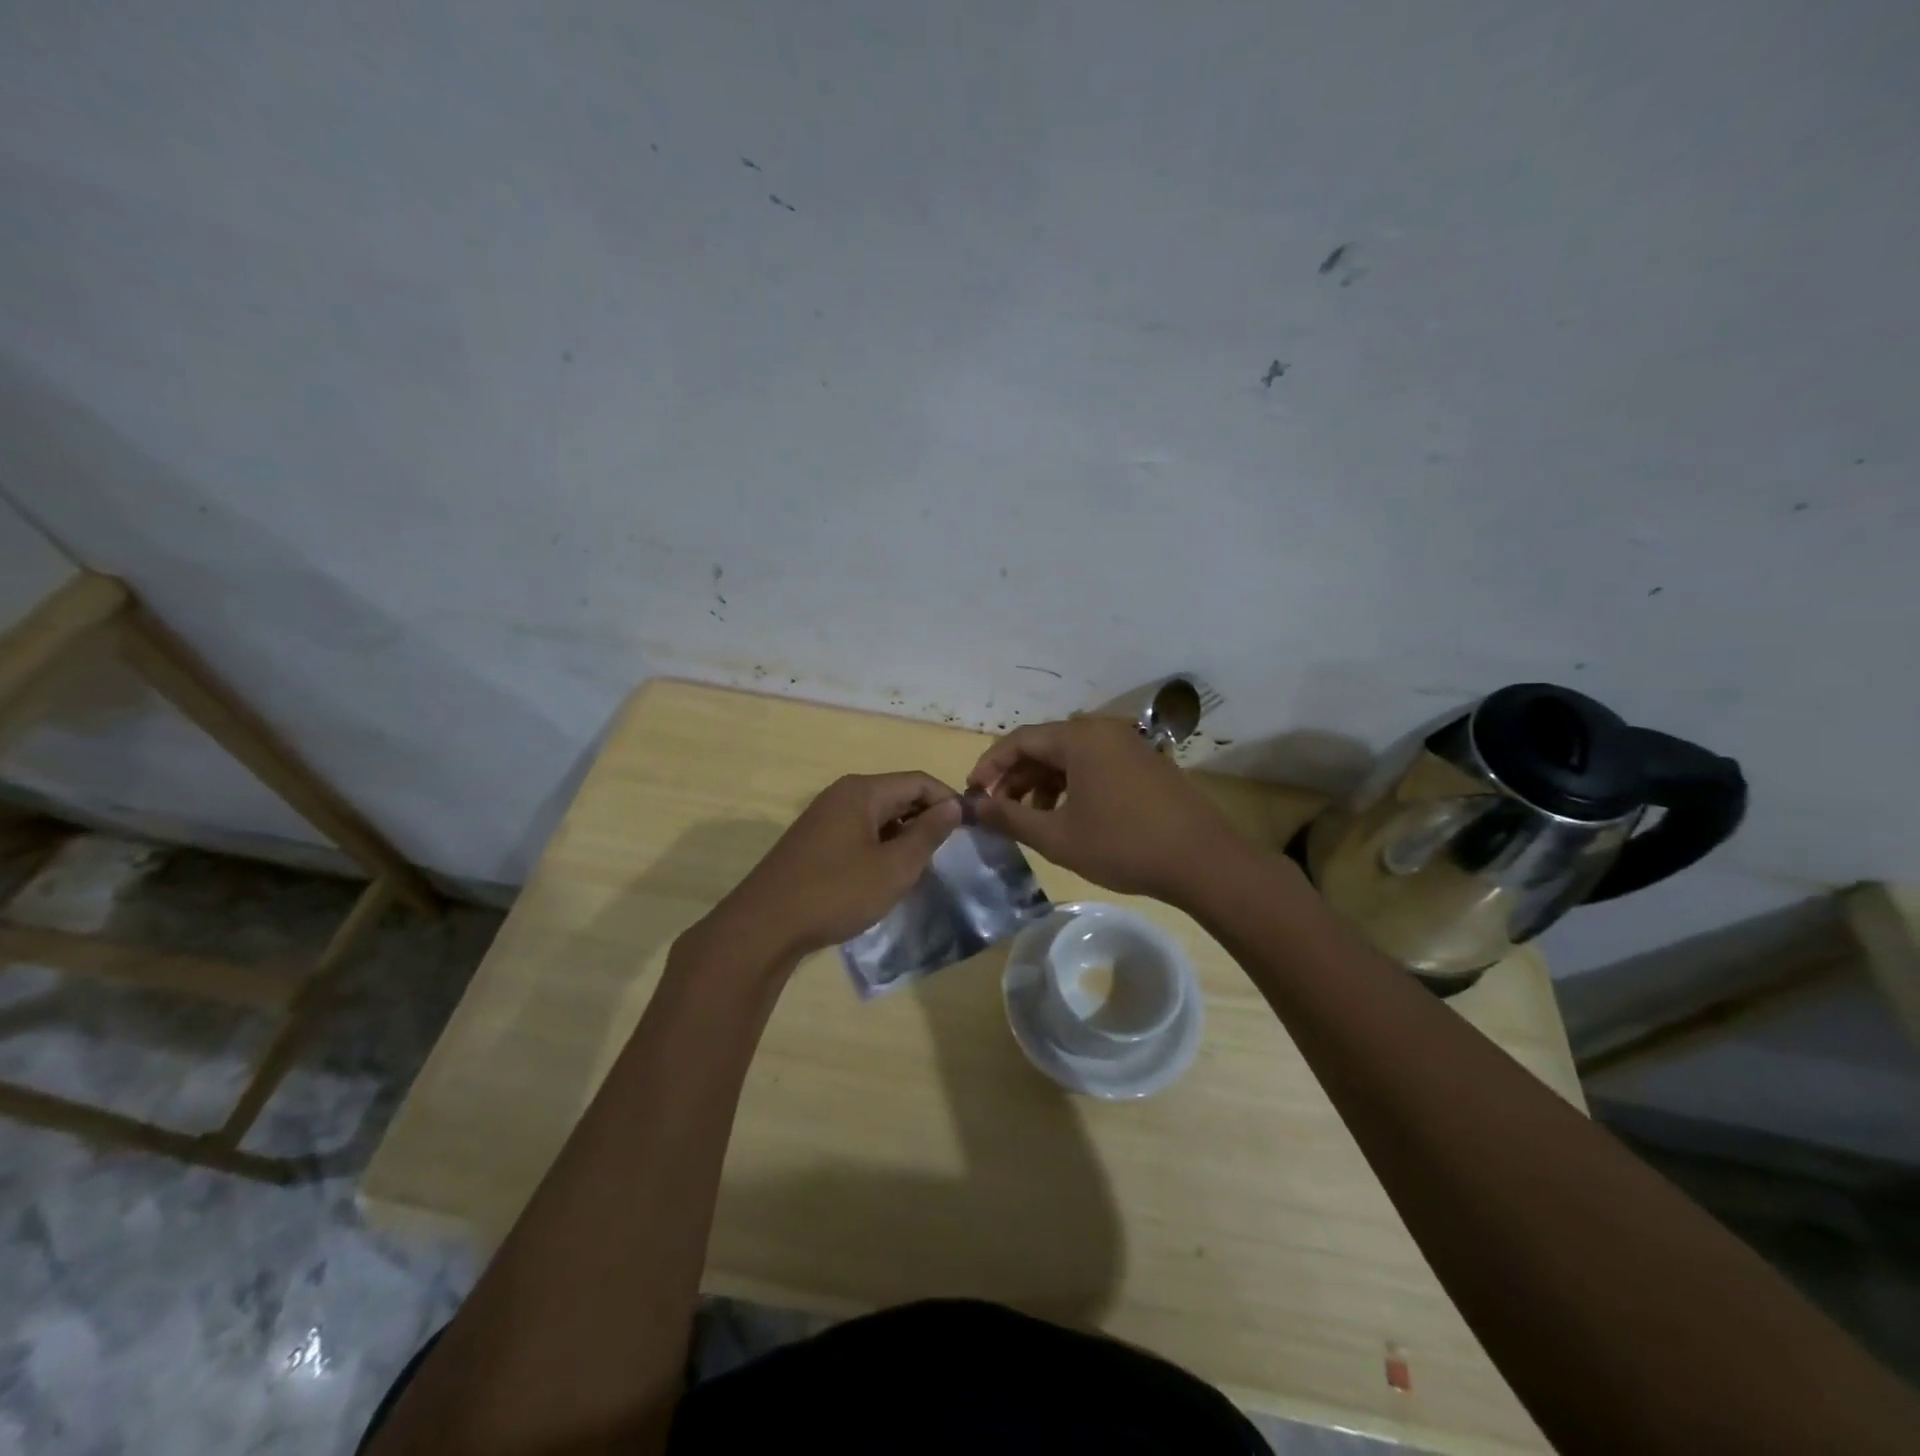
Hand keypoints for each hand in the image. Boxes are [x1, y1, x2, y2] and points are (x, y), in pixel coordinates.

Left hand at [696, 772, 962, 967]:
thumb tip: (953, 806)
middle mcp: (842, 794)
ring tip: (922, 865)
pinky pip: (859, 830)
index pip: (919, 781)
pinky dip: (881, 844)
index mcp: (863, 791)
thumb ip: (928, 834)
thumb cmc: (836, 892)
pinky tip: (887, 873)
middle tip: (950, 851)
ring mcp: (824, 816)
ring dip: (904, 834)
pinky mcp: (814, 839)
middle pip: (898, 794)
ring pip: (879, 814)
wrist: (765, 926)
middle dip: (927, 818)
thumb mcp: (894, 867)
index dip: (948, 801)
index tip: (971, 829)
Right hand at [967, 718, 1238, 905]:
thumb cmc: (1123, 845)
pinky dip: (1071, 786)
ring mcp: (1128, 745)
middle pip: (1044, 746)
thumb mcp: (1057, 836)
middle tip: (998, 810)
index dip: (989, 765)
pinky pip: (1094, 765)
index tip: (973, 795)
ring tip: (1031, 820)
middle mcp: (1103, 730)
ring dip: (1043, 784)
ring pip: (1070, 757)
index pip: (1019, 740)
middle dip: (1016, 777)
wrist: (1203, 861)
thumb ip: (1010, 818)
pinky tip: (1067, 817)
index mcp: (1080, 738)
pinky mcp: (1144, 763)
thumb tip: (973, 807)